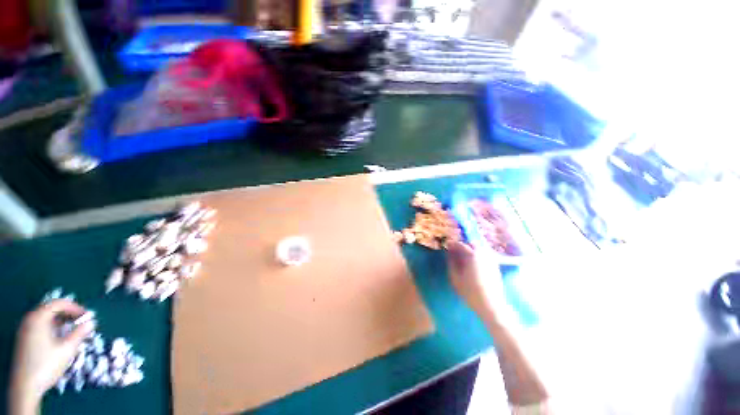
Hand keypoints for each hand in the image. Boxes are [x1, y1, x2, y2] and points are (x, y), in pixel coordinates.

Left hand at [10, 299, 94, 411]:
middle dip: (67, 314)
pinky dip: (53, 327)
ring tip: (73, 330)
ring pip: (45, 318)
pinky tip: (59, 338)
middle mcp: (30, 319)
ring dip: (61, 321)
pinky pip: (40, 325)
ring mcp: (25, 329)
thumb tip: (91, 322)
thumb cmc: (47, 365)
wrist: (25, 386)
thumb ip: (80, 334)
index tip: (87, 315)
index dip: (75, 307)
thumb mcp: (67, 350)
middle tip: (81, 322)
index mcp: (39, 318)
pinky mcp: (25, 338)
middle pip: (51, 309)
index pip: (59, 303)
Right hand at [446, 241, 509, 321]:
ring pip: (481, 248)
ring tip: (465, 255)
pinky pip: (486, 254)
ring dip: (472, 248)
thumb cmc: (470, 292)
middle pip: (473, 243)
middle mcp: (483, 254)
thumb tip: (449, 254)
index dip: (453, 244)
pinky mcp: (496, 266)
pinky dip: (479, 253)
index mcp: (472, 256)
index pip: (461, 245)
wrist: (491, 304)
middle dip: (464, 244)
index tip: (447, 245)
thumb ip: (451, 263)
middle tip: (456, 250)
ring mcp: (491, 260)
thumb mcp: (456, 278)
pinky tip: (474, 261)